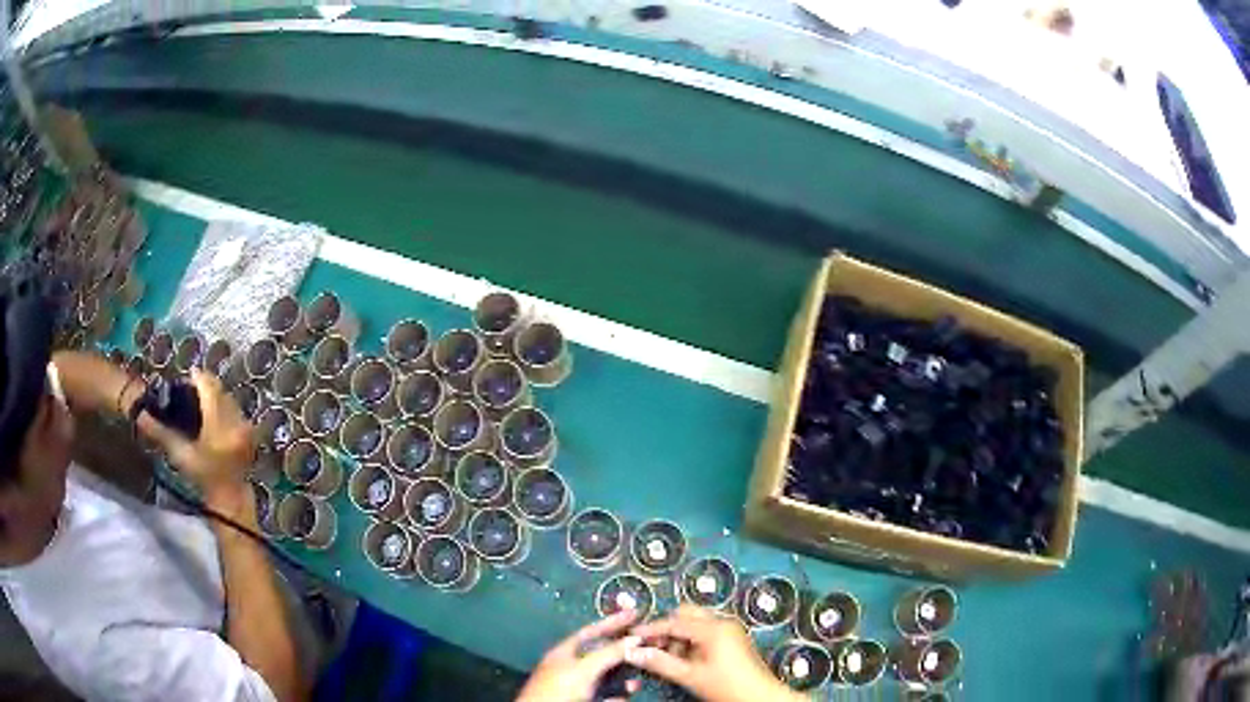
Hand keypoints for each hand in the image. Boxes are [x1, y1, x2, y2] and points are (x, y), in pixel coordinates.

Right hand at [139, 370, 255, 509]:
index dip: (198, 378)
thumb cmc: (203, 479)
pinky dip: (224, 406)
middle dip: (206, 385)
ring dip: (216, 395)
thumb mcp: (180, 455)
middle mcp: (235, 421)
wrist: (230, 498)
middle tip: (191, 388)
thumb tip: (140, 416)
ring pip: (229, 398)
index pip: (209, 388)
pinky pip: (235, 409)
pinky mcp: (250, 432)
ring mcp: (246, 426)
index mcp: (219, 425)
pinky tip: (213, 413)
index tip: (188, 377)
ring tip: (201, 399)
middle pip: (220, 390)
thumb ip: (160, 433)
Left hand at [517, 610, 643, 701]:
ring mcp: (578, 685)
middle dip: (623, 652)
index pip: (591, 630)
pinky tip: (626, 696)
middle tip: (646, 647)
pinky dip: (618, 695)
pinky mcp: (584, 700)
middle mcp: (571, 666)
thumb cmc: (559, 688)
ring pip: (607, 676)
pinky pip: (606, 694)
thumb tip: (634, 638)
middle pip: (602, 653)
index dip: (612, 621)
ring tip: (637, 680)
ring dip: (624, 677)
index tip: (635, 613)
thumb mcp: (584, 668)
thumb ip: (608, 653)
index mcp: (565, 651)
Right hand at [625, 605, 800, 701]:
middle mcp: (723, 623)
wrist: (761, 697)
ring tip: (671, 659)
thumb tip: (633, 652)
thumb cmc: (727, 686)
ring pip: (696, 623)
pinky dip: (692, 641)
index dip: (651, 629)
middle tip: (653, 648)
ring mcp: (730, 630)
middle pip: (686, 615)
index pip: (674, 622)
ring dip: (680, 636)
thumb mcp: (690, 676)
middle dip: (668, 629)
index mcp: (713, 628)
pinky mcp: (734, 639)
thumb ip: (660, 663)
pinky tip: (686, 660)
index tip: (632, 635)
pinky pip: (707, 632)